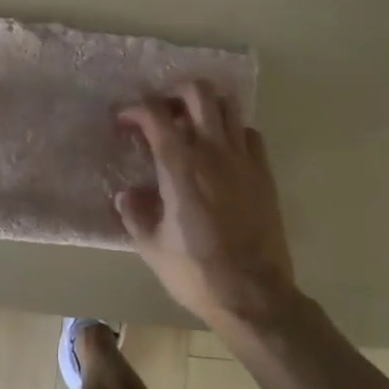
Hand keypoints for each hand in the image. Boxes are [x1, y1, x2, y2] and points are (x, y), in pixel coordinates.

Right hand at [116, 82, 297, 332]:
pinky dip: (232, 131)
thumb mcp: (152, 247)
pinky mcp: (264, 173)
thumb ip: (135, 214)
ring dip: (206, 106)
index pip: (155, 114)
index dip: (135, 109)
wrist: (254, 296)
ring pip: (228, 105)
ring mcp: (243, 159)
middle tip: (162, 113)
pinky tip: (222, 150)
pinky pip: (249, 133)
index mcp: (180, 165)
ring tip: (192, 125)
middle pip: (197, 92)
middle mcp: (213, 151)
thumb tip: (127, 194)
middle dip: (174, 93)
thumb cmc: (197, 272)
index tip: (124, 120)